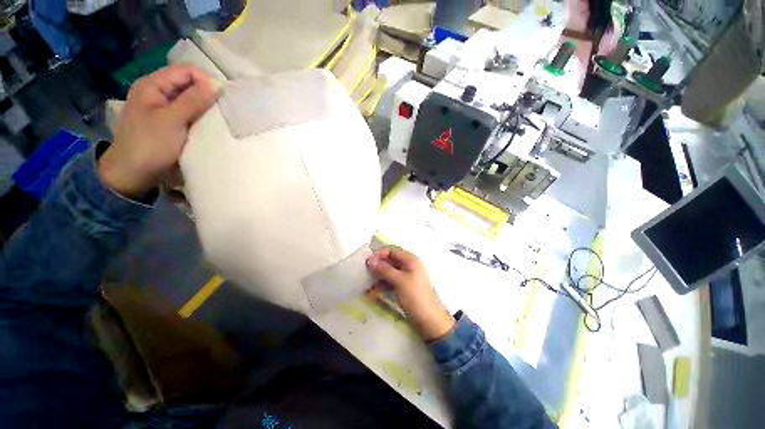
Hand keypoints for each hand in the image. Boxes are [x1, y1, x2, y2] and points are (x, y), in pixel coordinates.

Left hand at [98, 65, 217, 198]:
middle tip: (222, 110)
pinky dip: (200, 116)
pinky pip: (188, 112)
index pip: (186, 70)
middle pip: (188, 83)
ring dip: (205, 107)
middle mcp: (157, 92)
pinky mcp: (168, 122)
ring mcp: (162, 108)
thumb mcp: (172, 121)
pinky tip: (208, 125)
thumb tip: (216, 85)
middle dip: (207, 94)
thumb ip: (193, 101)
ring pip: (190, 99)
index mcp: (153, 84)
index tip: (222, 99)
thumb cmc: (149, 145)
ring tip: (218, 119)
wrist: (132, 174)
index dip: (206, 81)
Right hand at [367, 247, 454, 340]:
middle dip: (378, 266)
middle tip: (365, 272)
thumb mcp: (399, 281)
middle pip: (391, 261)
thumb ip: (384, 269)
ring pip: (390, 273)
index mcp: (411, 261)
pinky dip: (383, 285)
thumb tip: (370, 260)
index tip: (367, 261)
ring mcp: (408, 278)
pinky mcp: (405, 289)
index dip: (380, 254)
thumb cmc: (415, 297)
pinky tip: (373, 292)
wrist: (430, 321)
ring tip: (367, 284)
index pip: (393, 251)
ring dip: (379, 277)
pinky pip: (392, 283)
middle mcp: (409, 267)